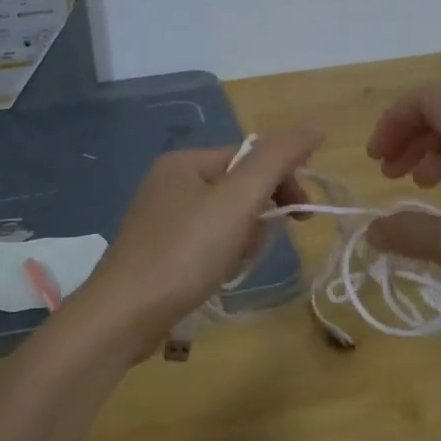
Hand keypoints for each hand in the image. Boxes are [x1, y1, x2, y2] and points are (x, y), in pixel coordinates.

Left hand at [73, 127, 322, 358]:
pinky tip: (215, 276)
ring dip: (241, 239)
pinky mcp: (156, 250)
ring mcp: (159, 218)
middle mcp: (168, 182)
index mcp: (185, 161)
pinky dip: (219, 256)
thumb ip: (277, 159)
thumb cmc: (186, 252)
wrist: (125, 314)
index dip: (282, 183)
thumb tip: (315, 126)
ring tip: (231, 264)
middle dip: (258, 215)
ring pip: (223, 218)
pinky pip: (204, 242)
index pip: (251, 157)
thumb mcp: (238, 200)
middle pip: (238, 188)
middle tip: (255, 245)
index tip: (302, 218)